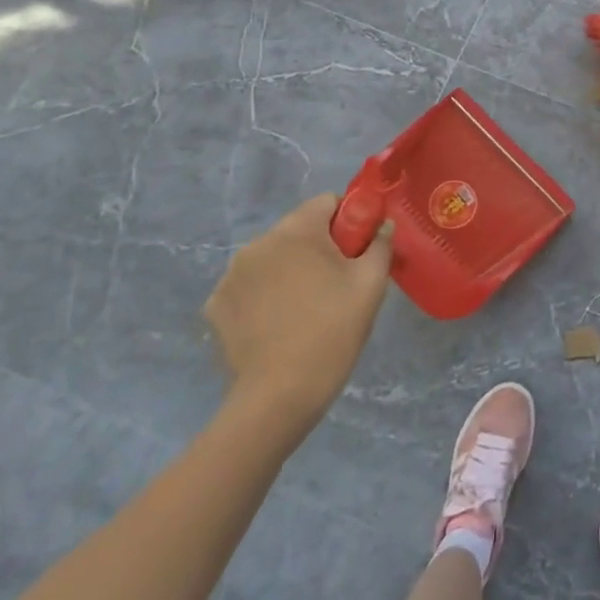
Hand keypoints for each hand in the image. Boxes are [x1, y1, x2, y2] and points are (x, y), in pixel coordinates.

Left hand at [204, 194, 393, 433]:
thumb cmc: (332, 331)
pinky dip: (265, 295)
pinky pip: (250, 285)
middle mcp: (257, 244)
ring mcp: (231, 276)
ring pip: (273, 258)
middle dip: (320, 247)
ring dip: (291, 270)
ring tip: (307, 308)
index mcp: (296, 232)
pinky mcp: (216, 306)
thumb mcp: (371, 284)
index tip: (358, 251)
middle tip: (337, 284)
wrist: (278, 397)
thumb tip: (383, 225)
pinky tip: (278, 324)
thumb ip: (381, 244)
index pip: (327, 202)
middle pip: (299, 230)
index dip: (349, 220)